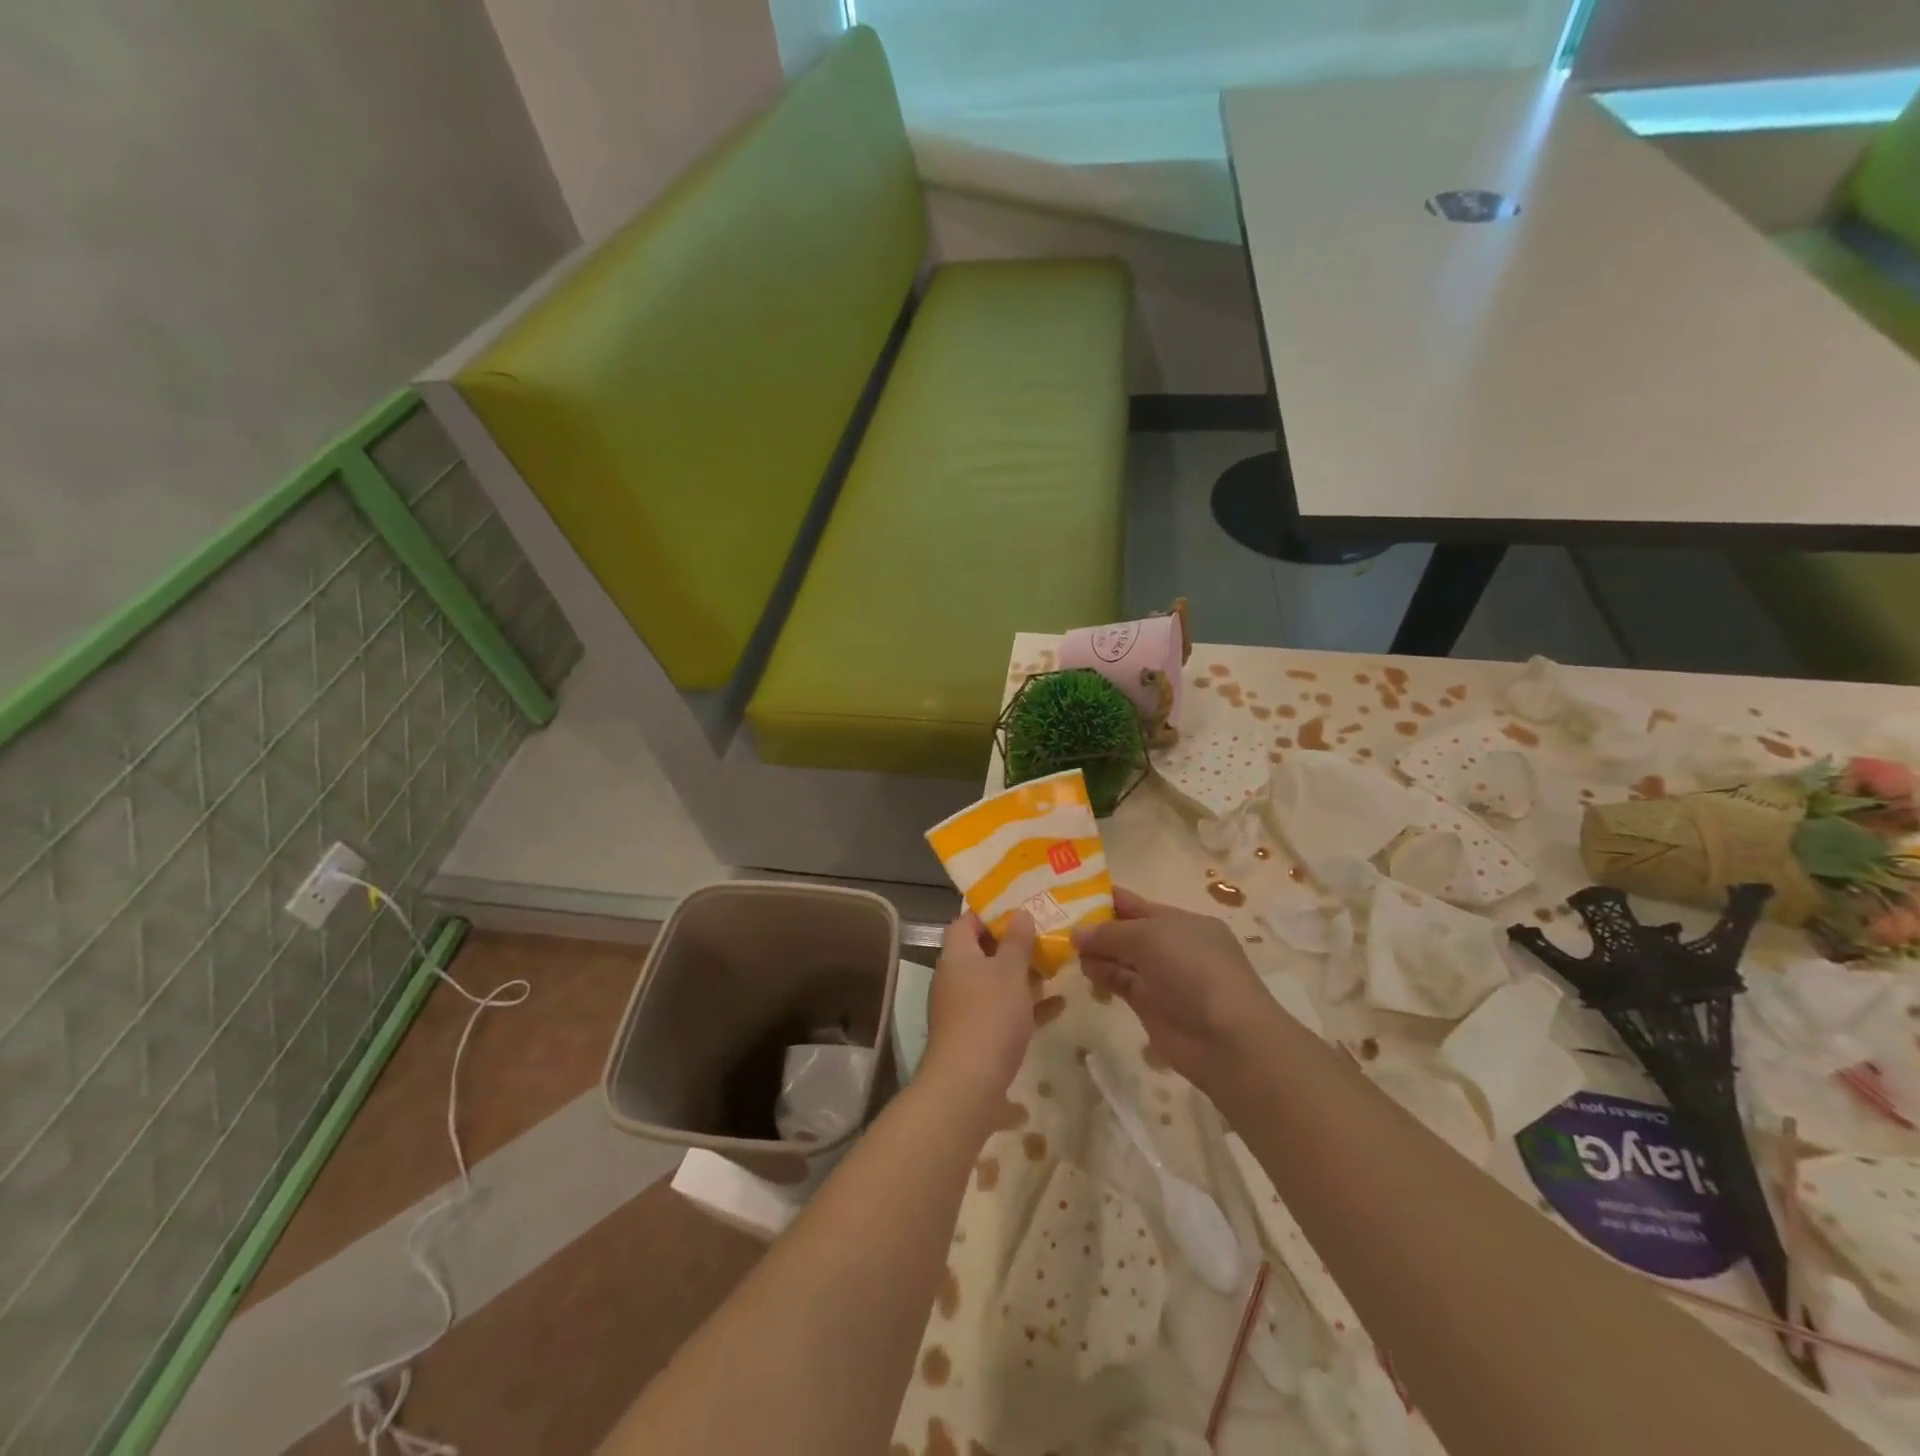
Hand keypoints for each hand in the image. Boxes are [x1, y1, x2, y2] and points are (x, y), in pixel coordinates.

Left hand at [922, 911, 1038, 1111]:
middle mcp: (955, 977)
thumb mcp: (1010, 971)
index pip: (966, 921)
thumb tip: (1019, 914)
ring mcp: (963, 1008)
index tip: (1021, 908)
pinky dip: (1025, 1006)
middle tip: (1045, 937)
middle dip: (1014, 946)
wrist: (967, 1083)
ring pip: (995, 983)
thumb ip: (1017, 941)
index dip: (991, 912)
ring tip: (1055, 967)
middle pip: (983, 952)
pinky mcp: (975, 1035)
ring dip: (1022, 976)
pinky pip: (1002, 1011)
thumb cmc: (989, 1015)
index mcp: (957, 955)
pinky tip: (1058, 1006)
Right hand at [1072, 887, 1273, 1093]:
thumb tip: (1076, 933)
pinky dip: (1102, 975)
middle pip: (1125, 931)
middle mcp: (1171, 946)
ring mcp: (1161, 977)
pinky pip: (1120, 983)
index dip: (1104, 898)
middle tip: (1055, 922)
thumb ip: (1109, 933)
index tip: (1069, 895)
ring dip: (1095, 951)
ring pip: (1120, 958)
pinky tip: (1083, 969)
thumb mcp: (1150, 937)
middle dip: (1095, 926)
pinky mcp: (1151, 1006)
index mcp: (1180, 921)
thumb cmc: (1194, 970)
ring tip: (1064, 947)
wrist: (1227, 1038)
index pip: (1135, 904)